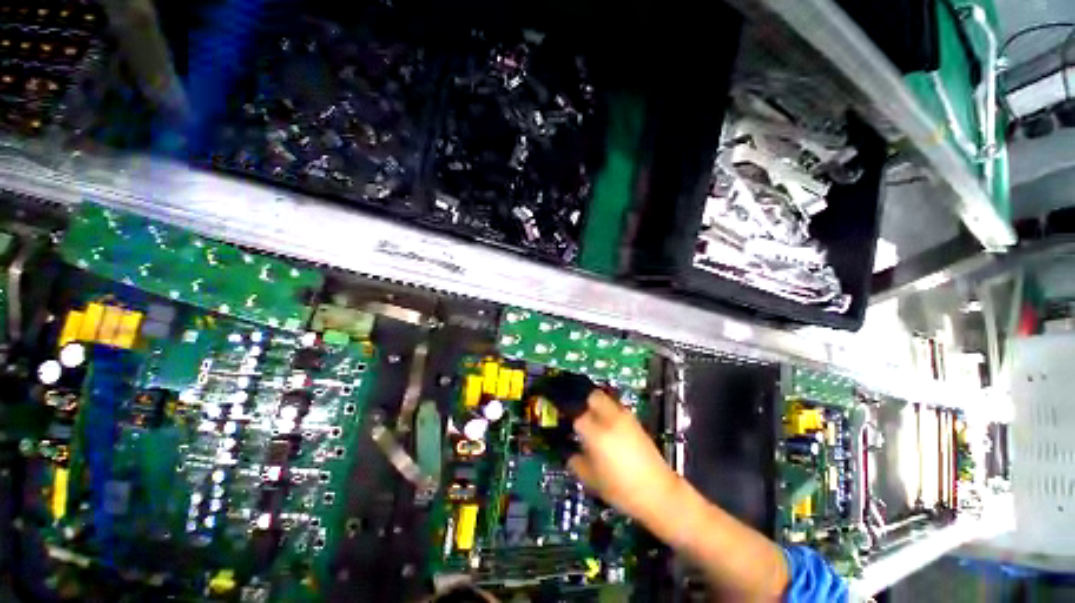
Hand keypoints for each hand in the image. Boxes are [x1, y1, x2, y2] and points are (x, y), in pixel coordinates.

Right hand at [567, 390, 680, 524]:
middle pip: (594, 396)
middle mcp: (610, 419)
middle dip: (585, 402)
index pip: (577, 415)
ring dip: (599, 406)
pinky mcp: (636, 422)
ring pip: (607, 400)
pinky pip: (618, 409)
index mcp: (596, 433)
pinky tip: (610, 429)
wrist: (658, 492)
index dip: (570, 419)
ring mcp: (625, 418)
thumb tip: (571, 452)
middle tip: (580, 414)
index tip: (566, 424)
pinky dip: (610, 413)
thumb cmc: (621, 489)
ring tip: (595, 421)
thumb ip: (576, 462)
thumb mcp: (591, 480)